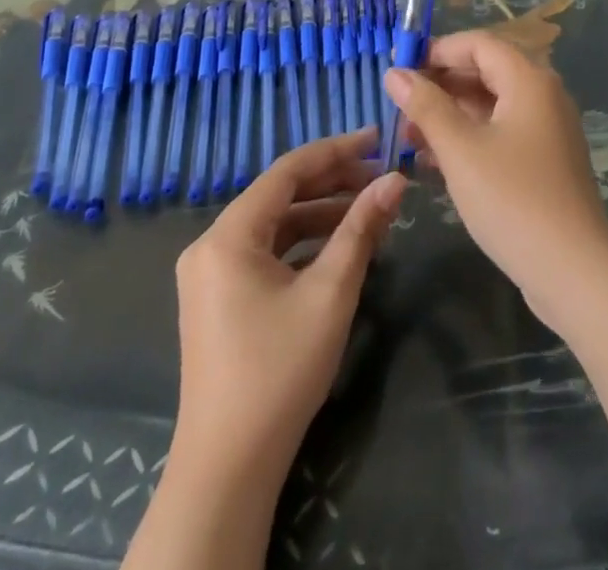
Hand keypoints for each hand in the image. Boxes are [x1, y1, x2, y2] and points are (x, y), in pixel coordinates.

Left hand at [171, 128, 406, 479]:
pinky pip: (266, 251)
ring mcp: (211, 275)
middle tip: (380, 175)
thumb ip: (362, 228)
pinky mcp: (219, 299)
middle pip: (279, 194)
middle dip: (332, 182)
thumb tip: (395, 179)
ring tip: (369, 209)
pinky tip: (339, 246)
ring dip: (321, 213)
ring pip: (274, 224)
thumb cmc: (280, 370)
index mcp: (228, 235)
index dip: (335, 150)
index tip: (377, 138)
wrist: (229, 468)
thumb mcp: (330, 292)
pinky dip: (303, 243)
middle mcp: (212, 245)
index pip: (288, 171)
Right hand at [385, 31, 607, 323]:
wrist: (574, 271)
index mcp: (529, 80)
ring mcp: (546, 129)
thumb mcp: (460, 150)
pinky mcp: (544, 161)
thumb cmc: (512, 199)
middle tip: (397, 107)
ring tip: (406, 137)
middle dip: (440, 86)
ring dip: (450, 116)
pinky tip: (433, 162)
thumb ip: (426, 106)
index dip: (437, 50)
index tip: (398, 69)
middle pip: (485, 72)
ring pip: (491, 106)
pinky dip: (469, 139)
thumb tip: (394, 72)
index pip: (478, 44)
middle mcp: (542, 95)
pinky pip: (500, 134)